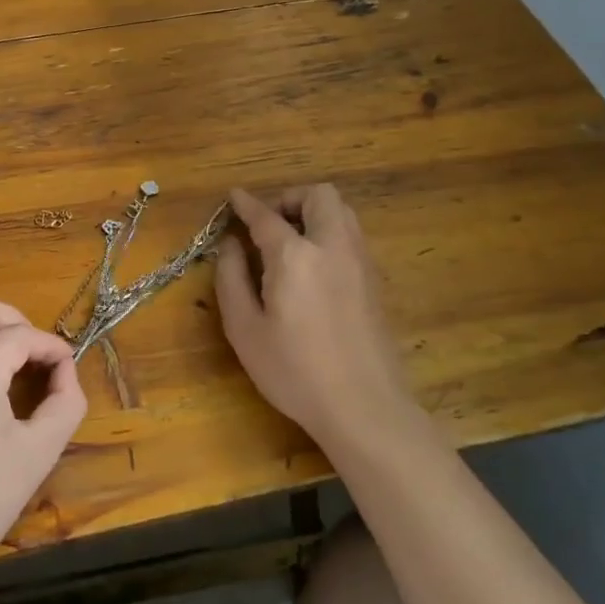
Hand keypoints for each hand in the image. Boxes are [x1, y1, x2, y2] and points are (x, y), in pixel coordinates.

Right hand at [215, 185, 410, 448]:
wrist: (364, 407)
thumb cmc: (295, 371)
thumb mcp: (245, 329)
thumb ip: (231, 278)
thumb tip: (229, 244)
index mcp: (295, 255)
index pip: (266, 215)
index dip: (246, 203)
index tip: (234, 197)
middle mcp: (332, 246)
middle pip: (318, 195)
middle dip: (289, 199)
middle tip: (268, 224)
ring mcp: (360, 261)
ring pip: (341, 211)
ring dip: (313, 213)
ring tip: (290, 242)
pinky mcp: (374, 280)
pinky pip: (351, 235)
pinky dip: (329, 233)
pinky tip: (313, 266)